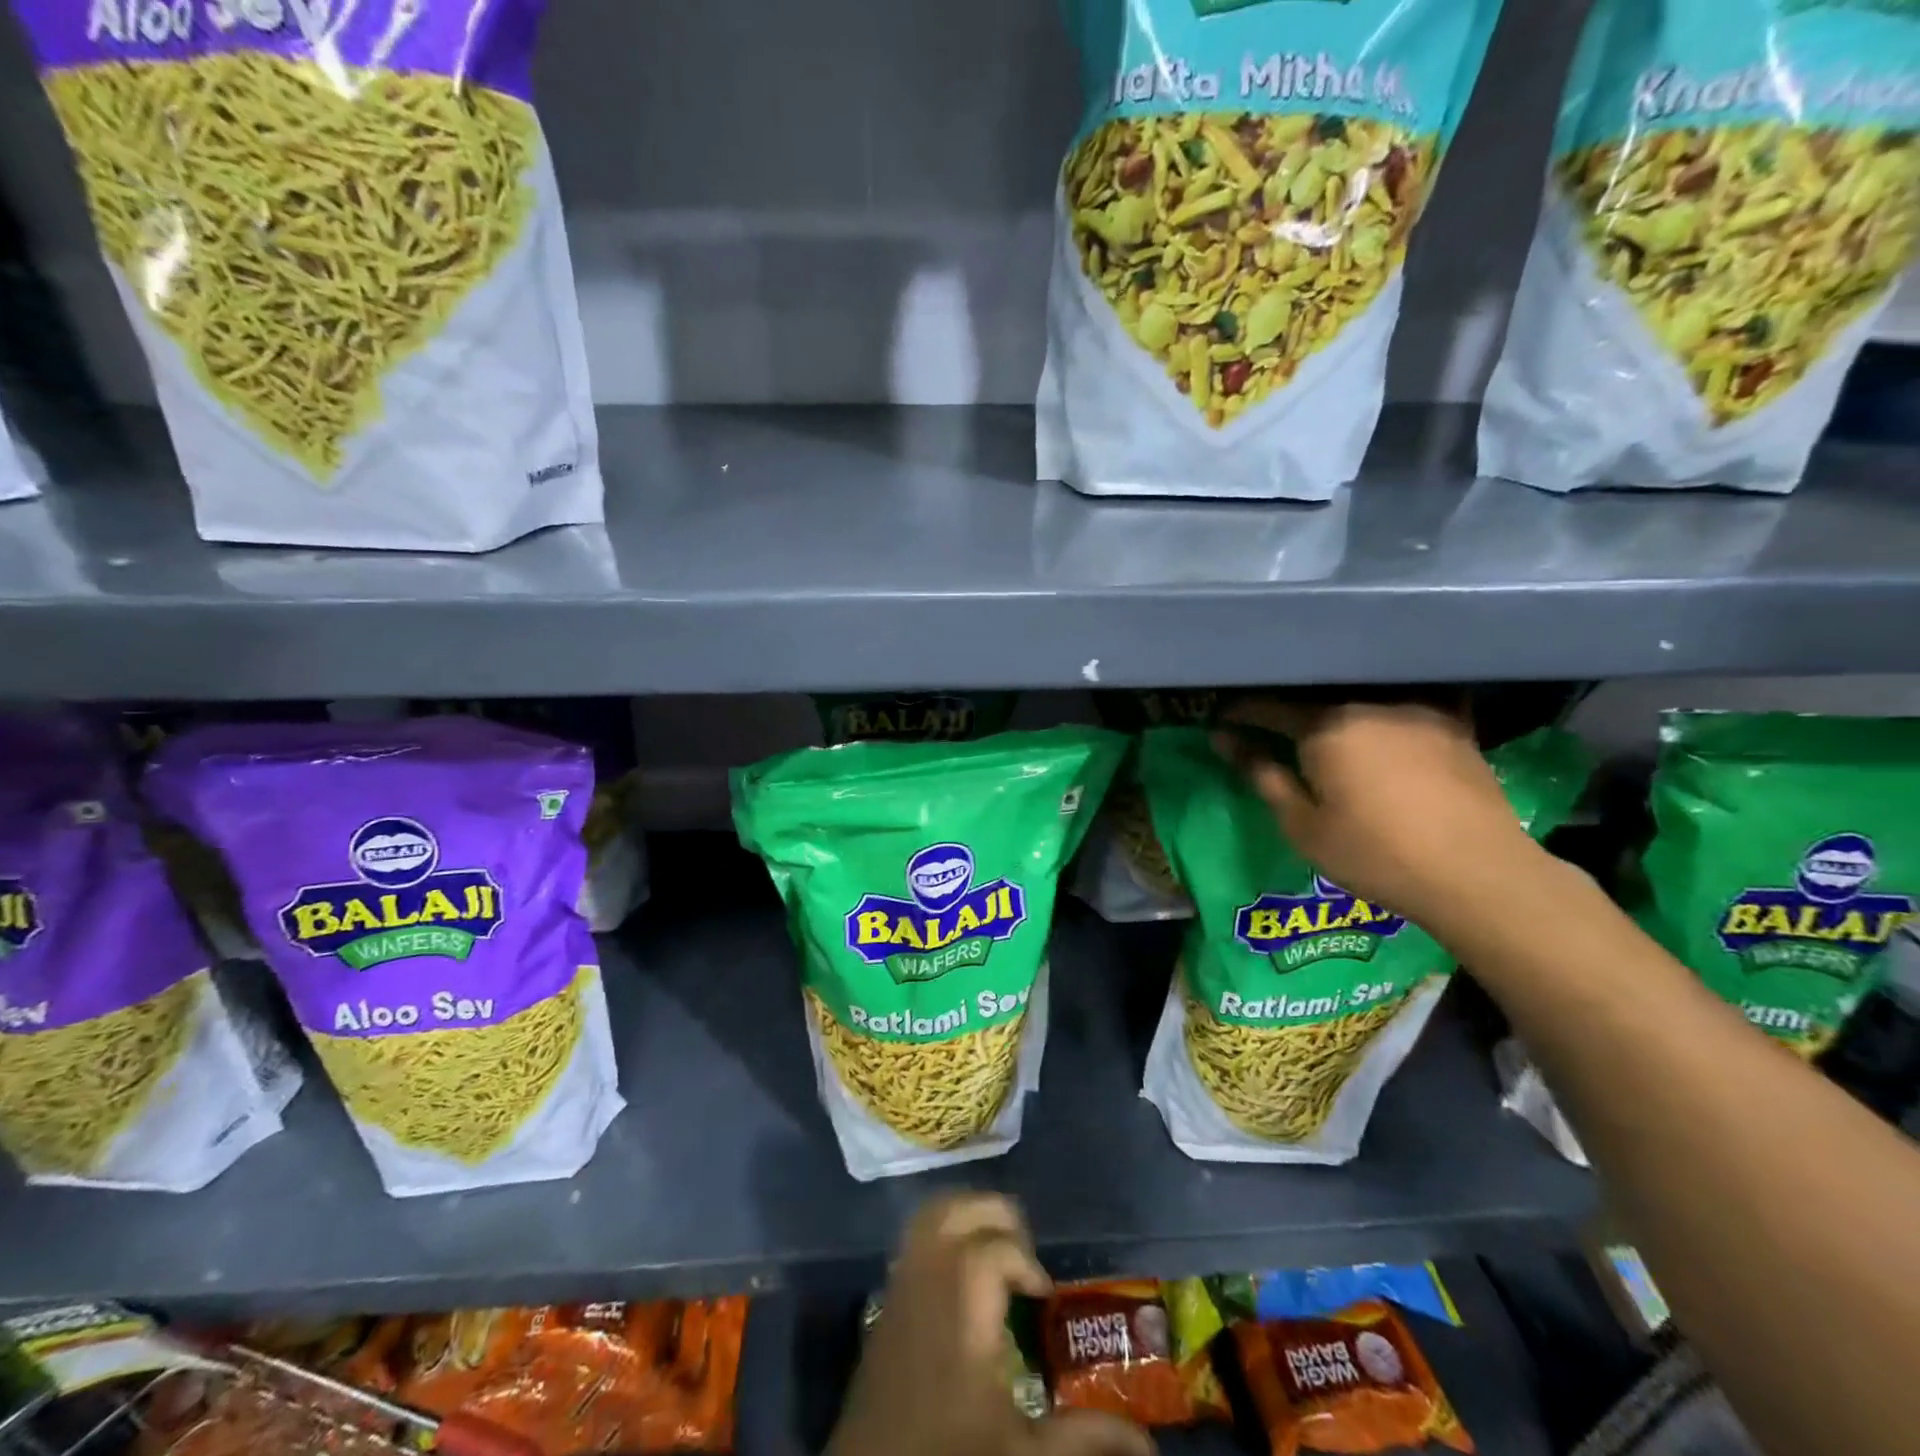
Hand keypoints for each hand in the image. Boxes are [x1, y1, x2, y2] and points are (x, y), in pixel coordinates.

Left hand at [829, 1195, 1152, 1455]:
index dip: (1024, 1260)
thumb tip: (1148, 1444)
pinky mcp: (884, 1299)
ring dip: (967, 1216)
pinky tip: (962, 1273)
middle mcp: (927, 1282)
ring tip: (997, 1250)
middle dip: (997, 1216)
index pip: (992, 1250)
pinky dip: (942, 1233)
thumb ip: (1082, 1438)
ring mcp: (899, 1285)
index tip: (1044, 1294)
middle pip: (956, 1210)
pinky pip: (913, 1238)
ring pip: (929, 1215)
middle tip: (1024, 1257)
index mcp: (960, 1311)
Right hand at [1215, 699, 1542, 932]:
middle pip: (1315, 699)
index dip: (1241, 713)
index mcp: (1325, 728)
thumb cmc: (1374, 855)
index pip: (1269, 708)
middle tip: (1269, 727)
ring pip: (1360, 699)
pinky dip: (1383, 711)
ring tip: (1323, 727)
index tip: (1222, 721)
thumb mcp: (1302, 826)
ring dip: (1334, 709)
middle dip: (1287, 709)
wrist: (1477, 873)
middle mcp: (1368, 705)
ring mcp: (1416, 710)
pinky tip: (1381, 722)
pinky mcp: (1452, 726)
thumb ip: (1263, 776)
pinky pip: (1403, 705)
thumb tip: (1225, 739)